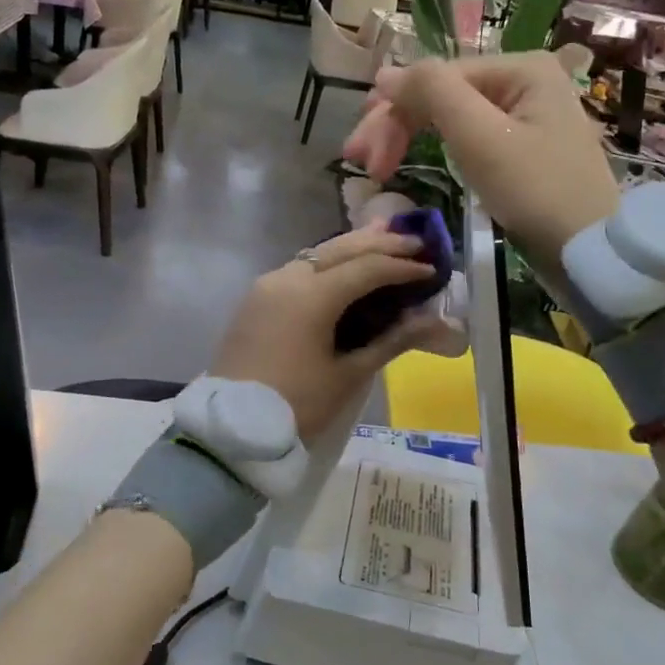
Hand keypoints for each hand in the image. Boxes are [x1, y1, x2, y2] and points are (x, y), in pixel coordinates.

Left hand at [210, 225, 448, 439]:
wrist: (232, 426)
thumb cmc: (297, 405)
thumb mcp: (348, 376)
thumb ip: (391, 341)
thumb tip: (433, 321)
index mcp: (312, 295)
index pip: (367, 269)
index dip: (402, 267)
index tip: (431, 269)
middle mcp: (288, 278)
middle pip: (341, 249)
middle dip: (380, 244)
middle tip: (416, 242)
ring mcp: (268, 285)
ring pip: (318, 253)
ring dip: (352, 246)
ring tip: (384, 237)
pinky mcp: (257, 298)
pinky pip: (300, 267)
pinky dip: (328, 262)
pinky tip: (345, 265)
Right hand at [343, 53, 619, 263]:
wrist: (589, 252)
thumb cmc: (536, 191)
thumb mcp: (480, 137)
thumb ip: (433, 92)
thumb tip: (385, 74)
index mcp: (520, 67)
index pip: (437, 78)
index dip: (392, 112)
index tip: (359, 156)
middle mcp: (524, 81)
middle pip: (442, 94)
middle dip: (397, 125)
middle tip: (358, 161)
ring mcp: (525, 114)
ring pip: (451, 117)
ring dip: (410, 137)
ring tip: (376, 167)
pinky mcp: (522, 147)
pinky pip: (468, 136)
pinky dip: (437, 149)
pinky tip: (414, 159)